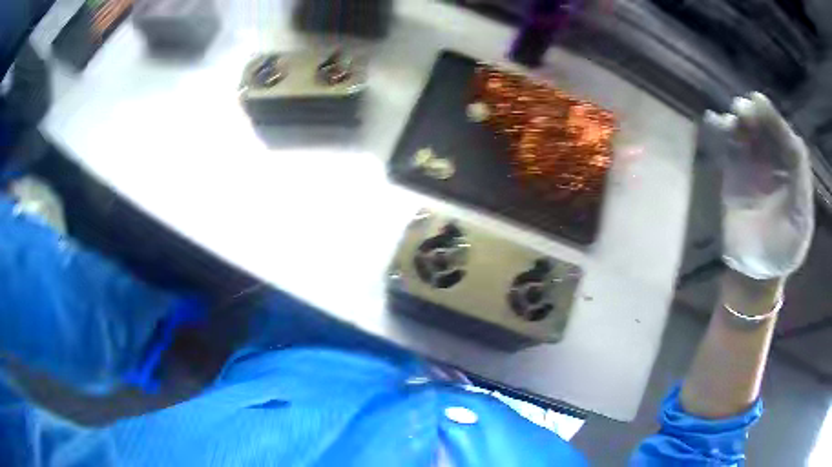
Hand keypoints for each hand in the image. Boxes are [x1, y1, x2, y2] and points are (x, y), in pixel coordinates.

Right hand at [702, 92, 814, 279]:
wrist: (754, 271)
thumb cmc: (781, 253)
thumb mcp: (799, 225)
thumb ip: (801, 186)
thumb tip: (794, 143)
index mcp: (795, 174)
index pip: (787, 139)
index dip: (775, 122)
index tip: (759, 104)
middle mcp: (777, 162)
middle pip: (767, 129)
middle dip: (756, 115)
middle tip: (743, 110)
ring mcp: (755, 164)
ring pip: (748, 131)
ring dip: (739, 120)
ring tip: (731, 121)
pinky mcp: (735, 170)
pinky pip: (729, 145)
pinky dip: (721, 131)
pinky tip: (714, 121)